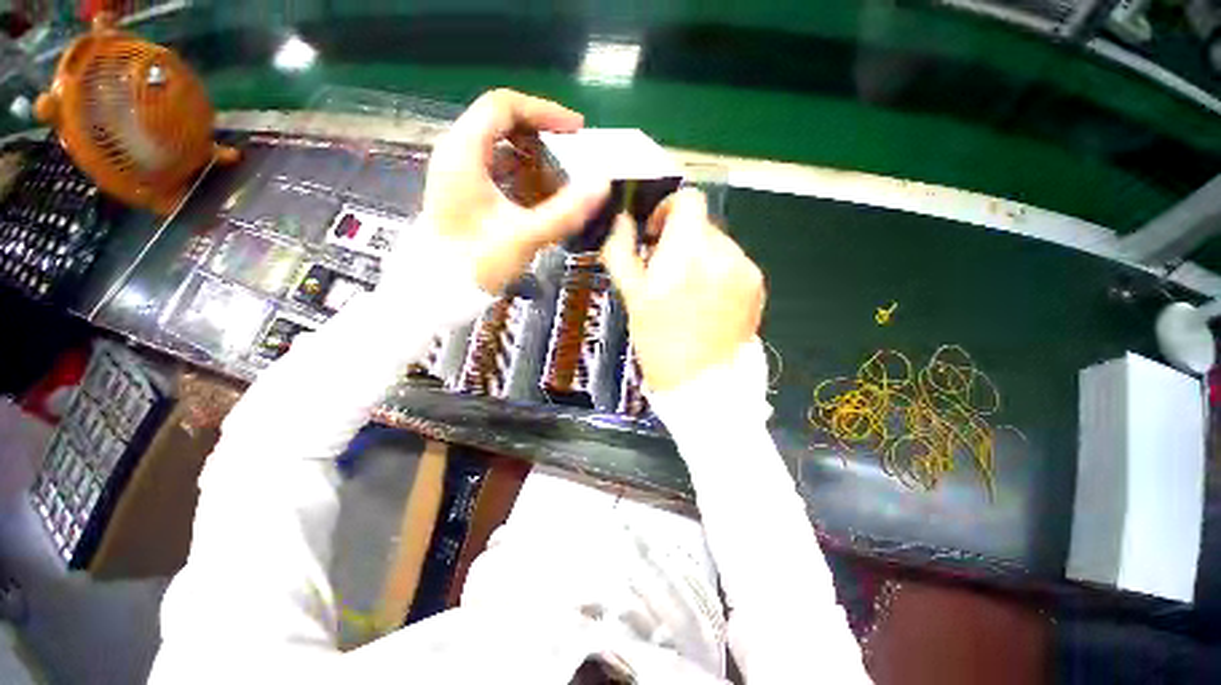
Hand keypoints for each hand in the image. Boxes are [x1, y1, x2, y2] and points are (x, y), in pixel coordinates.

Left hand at [419, 89, 608, 293]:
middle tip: (572, 153)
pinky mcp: (463, 191)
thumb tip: (602, 183)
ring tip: (561, 177)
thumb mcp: (525, 236)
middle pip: (501, 122)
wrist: (439, 291)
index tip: (576, 131)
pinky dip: (521, 175)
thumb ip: (566, 211)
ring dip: (533, 157)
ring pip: (499, 147)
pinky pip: (496, 169)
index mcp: (465, 152)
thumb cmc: (477, 262)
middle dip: (541, 134)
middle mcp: (457, 153)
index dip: (544, 111)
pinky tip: (539, 196)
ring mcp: (458, 172)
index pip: (504, 106)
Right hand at [601, 189, 765, 392]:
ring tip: (687, 293)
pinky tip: (707, 303)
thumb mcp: (631, 297)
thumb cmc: (660, 342)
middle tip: (665, 273)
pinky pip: (733, 265)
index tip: (656, 235)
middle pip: (701, 225)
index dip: (668, 209)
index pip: (688, 200)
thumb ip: (621, 252)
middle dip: (680, 241)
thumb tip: (622, 222)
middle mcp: (724, 252)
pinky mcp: (757, 286)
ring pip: (717, 245)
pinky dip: (717, 273)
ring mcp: (745, 269)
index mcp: (689, 251)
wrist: (703, 384)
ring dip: (699, 257)